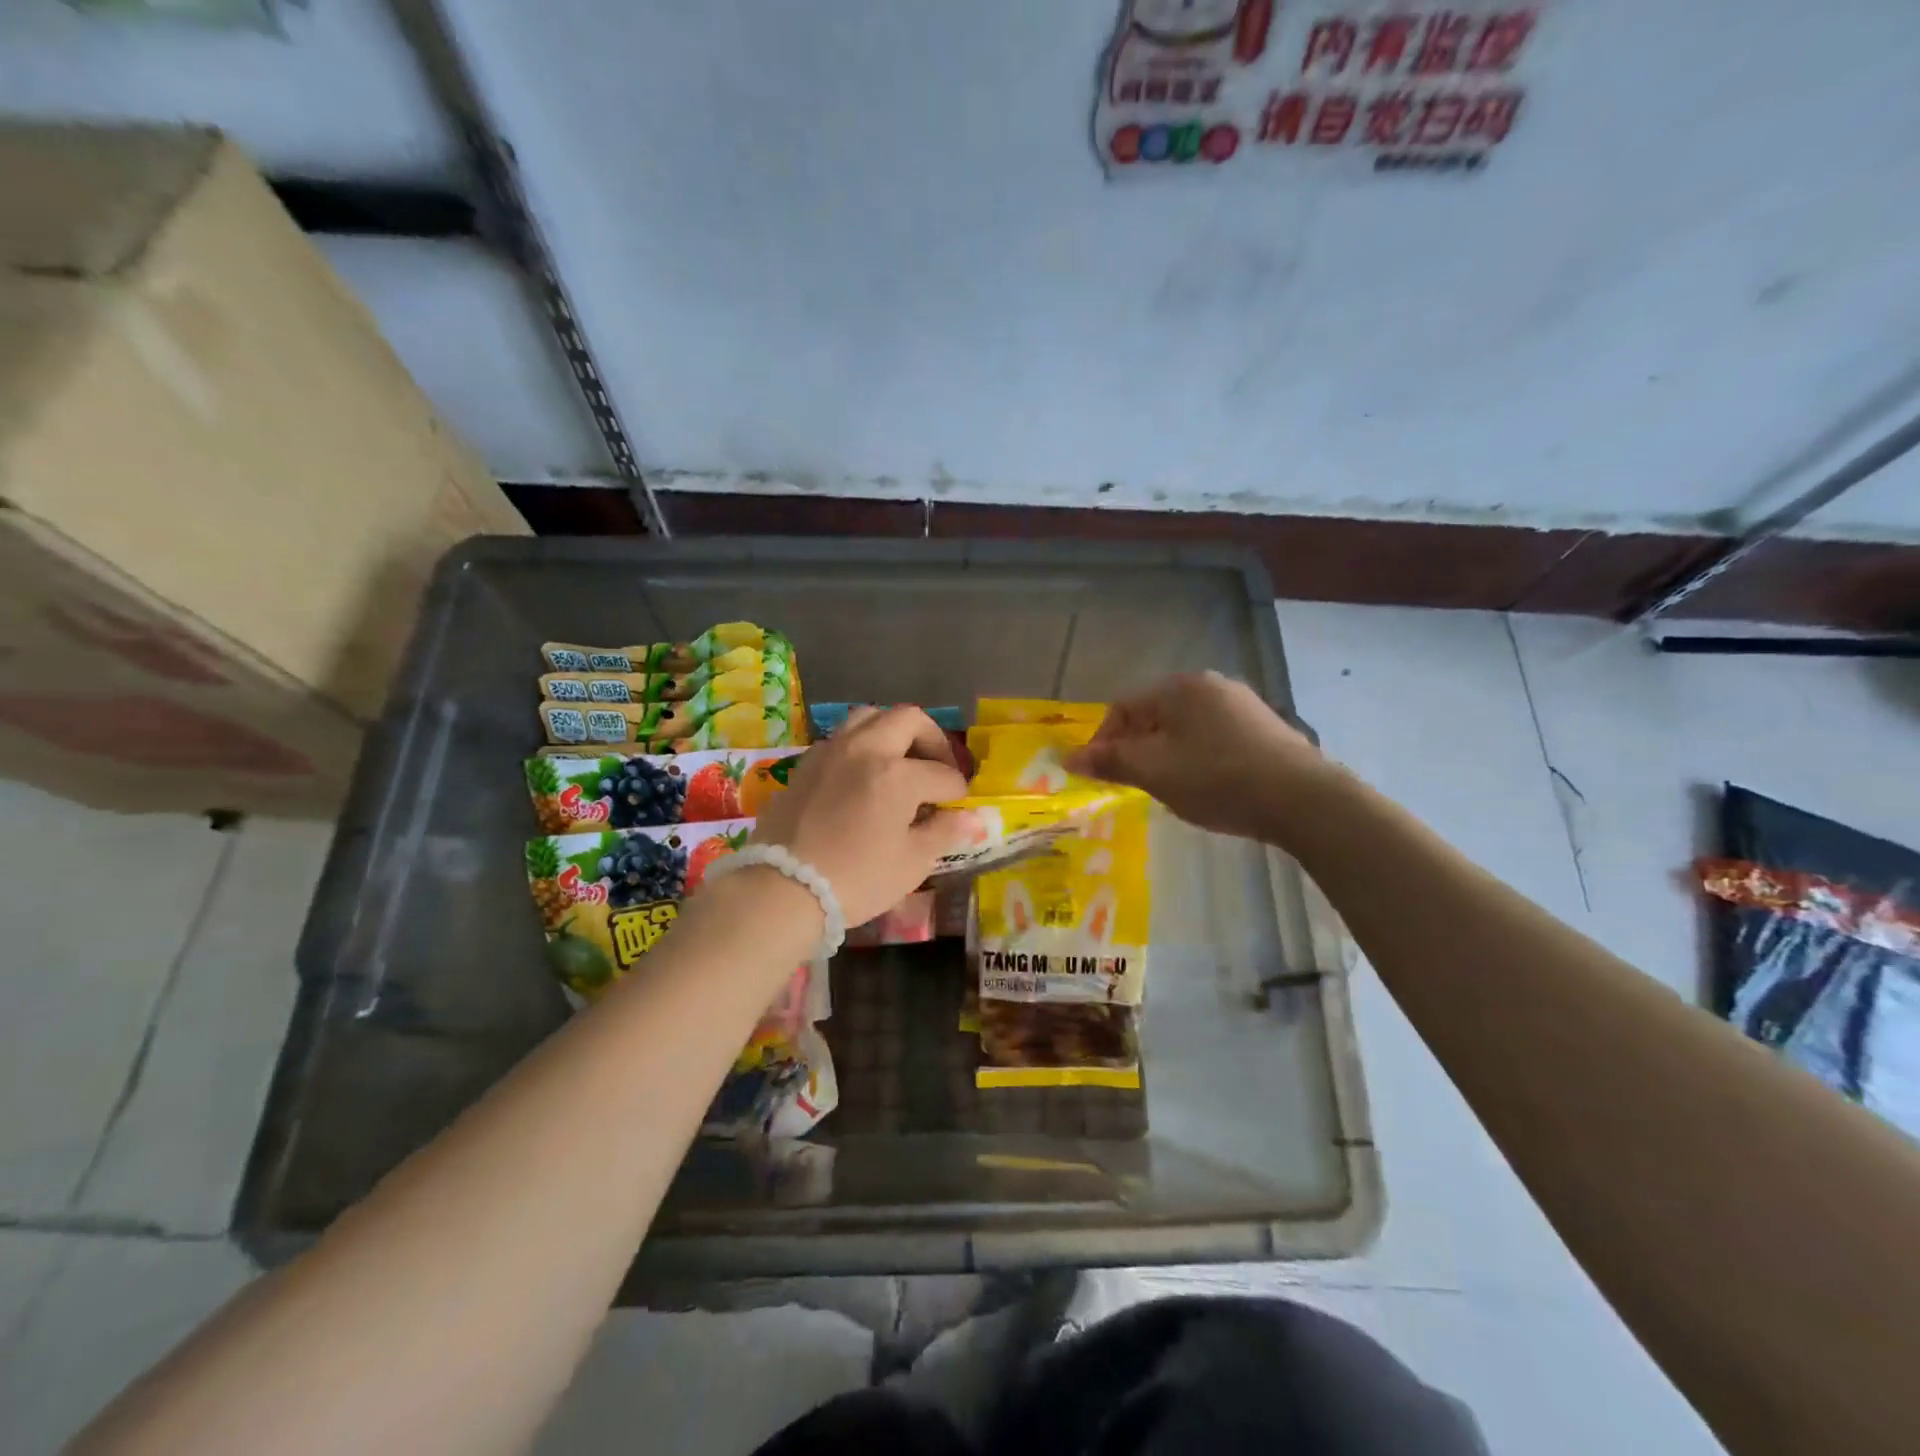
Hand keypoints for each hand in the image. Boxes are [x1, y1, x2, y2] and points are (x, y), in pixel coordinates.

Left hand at [746, 706, 973, 926]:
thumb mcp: (911, 863)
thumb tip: (971, 819)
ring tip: (900, 762)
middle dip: (932, 739)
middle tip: (938, 768)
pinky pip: (840, 739)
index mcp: (897, 774)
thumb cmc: (856, 880)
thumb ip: (944, 833)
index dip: (957, 791)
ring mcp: (830, 752)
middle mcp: (865, 749)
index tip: (959, 806)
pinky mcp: (805, 765)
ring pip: (868, 718)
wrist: (782, 890)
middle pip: (908, 719)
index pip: (942, 774)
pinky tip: (862, 777)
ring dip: (892, 732)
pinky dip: (861, 747)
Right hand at [1064, 672, 1335, 843]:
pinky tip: (1206, 785)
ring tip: (1168, 788)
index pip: (1123, 707)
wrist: (1302, 798)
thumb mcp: (1154, 772)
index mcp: (1179, 687)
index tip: (1100, 775)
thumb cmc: (1216, 778)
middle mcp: (1209, 684)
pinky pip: (1212, 736)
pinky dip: (1196, 757)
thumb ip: (1110, 761)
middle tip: (1134, 783)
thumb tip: (1069, 759)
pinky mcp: (1262, 727)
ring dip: (1165, 754)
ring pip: (1183, 727)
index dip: (1103, 741)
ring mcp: (1240, 703)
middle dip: (1135, 748)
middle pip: (1153, 714)